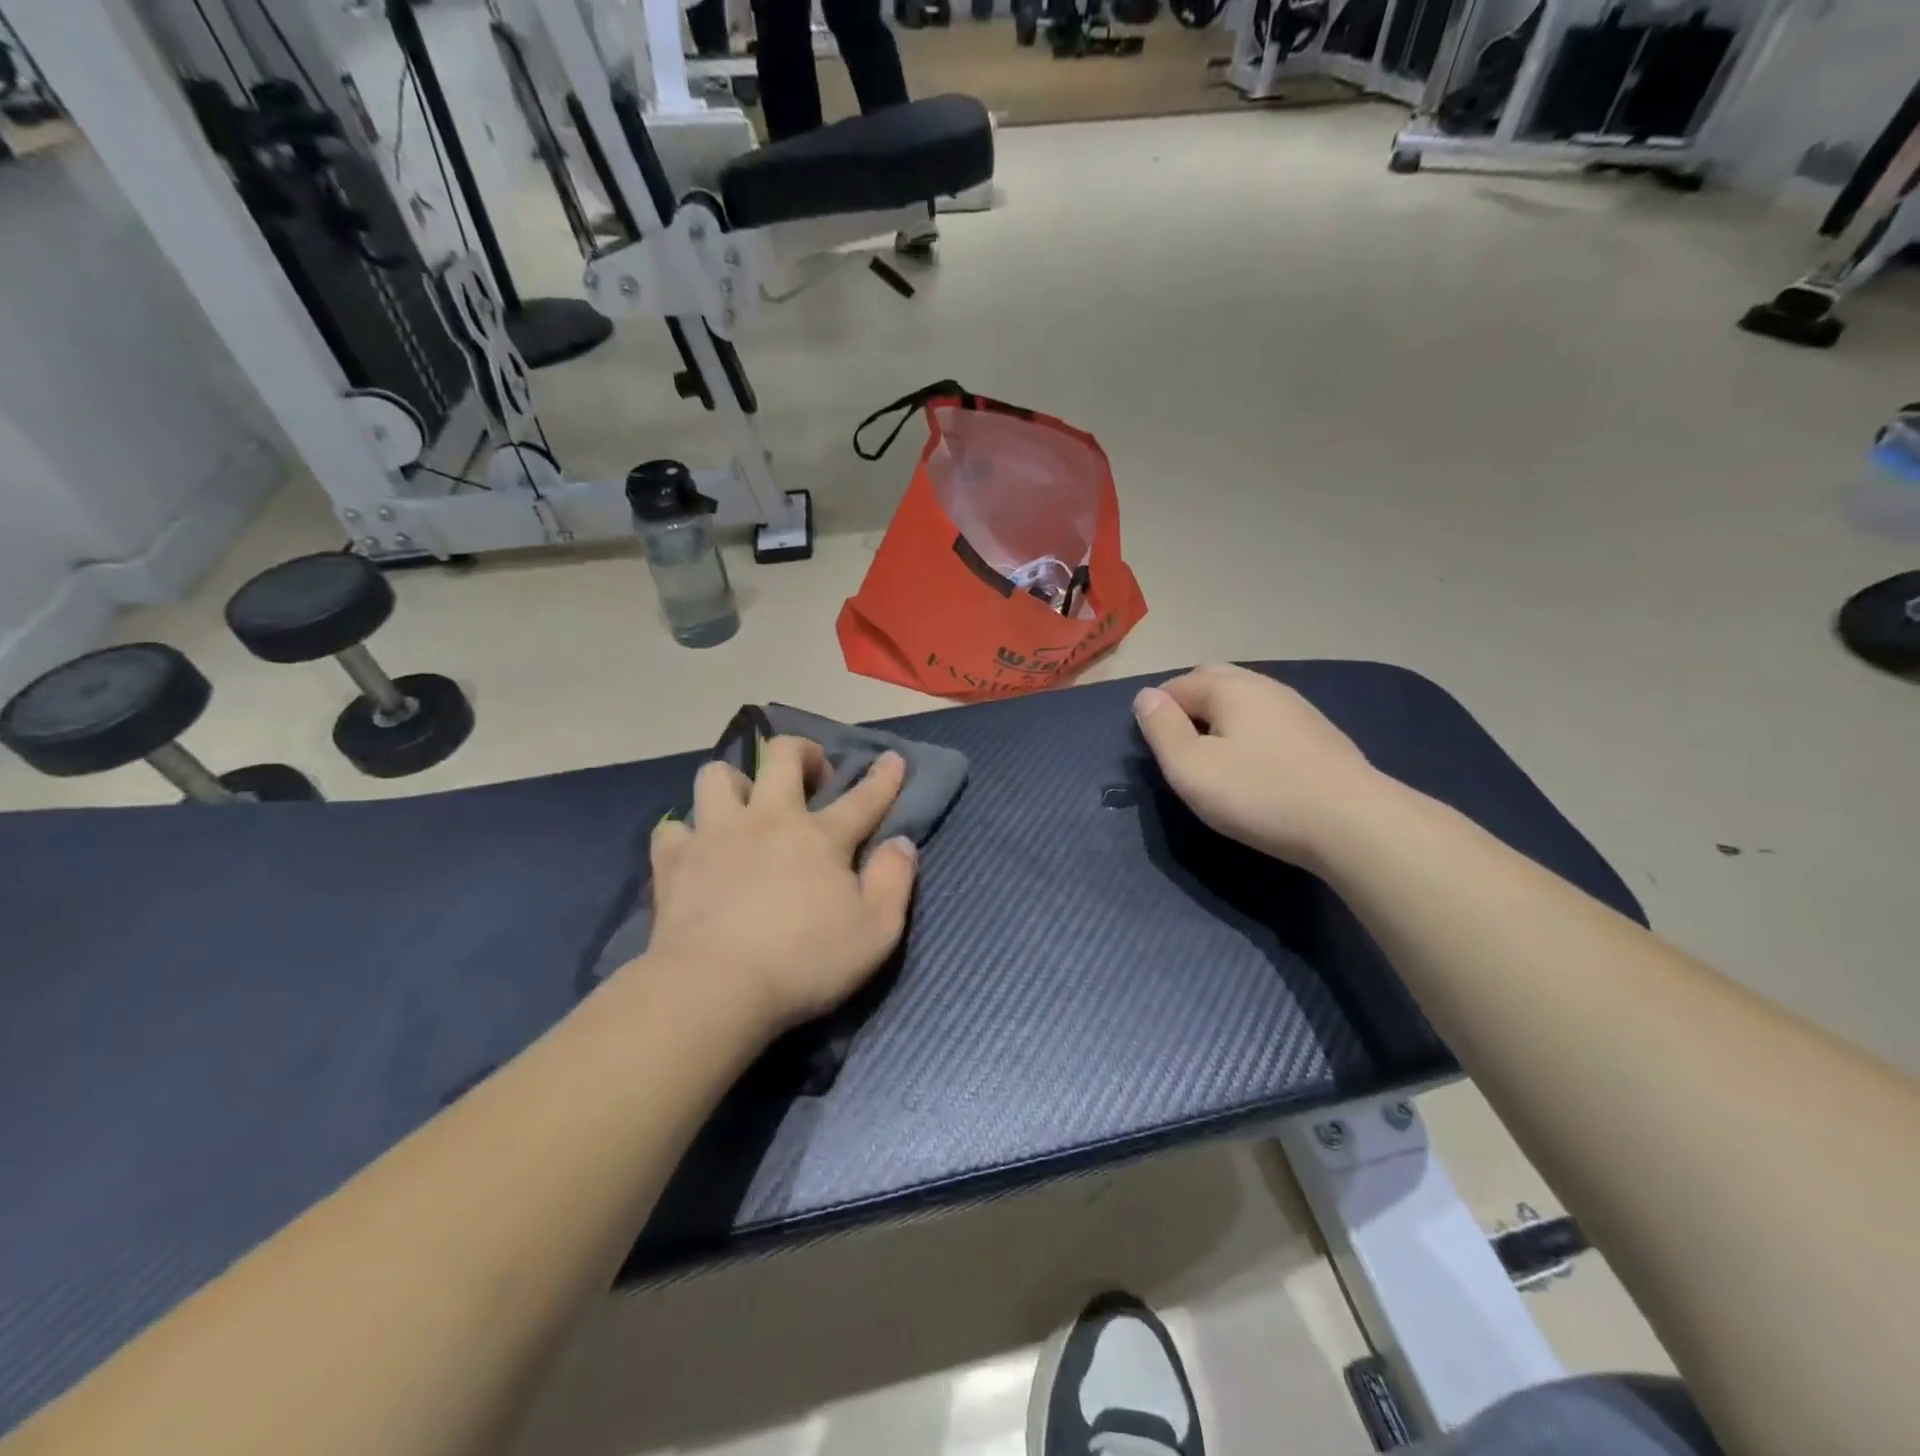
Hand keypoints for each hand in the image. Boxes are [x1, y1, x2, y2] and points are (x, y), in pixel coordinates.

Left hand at [640, 738, 918, 1035]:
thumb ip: (895, 881)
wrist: (713, 989)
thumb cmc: (804, 963)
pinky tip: (696, 850)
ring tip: (744, 806)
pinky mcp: (674, 862)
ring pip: (718, 776)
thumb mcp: (876, 931)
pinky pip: (673, 828)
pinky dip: (686, 834)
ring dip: (735, 782)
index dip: (882, 777)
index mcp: (820, 837)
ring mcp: (716, 835)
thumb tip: (902, 842)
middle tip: (810, 773)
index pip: (862, 798)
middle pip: (781, 758)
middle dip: (802, 752)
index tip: (892, 757)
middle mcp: (768, 821)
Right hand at [1132, 664, 1381, 868]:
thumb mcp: (1191, 768)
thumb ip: (1161, 729)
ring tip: (1213, 757)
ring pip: (1244, 700)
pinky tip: (1254, 766)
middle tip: (1178, 747)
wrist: (1353, 824)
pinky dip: (1249, 733)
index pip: (1177, 685)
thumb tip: (1145, 697)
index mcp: (1230, 687)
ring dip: (1220, 719)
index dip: (1156, 711)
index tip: (1153, 748)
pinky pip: (1269, 720)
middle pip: (1213, 682)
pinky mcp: (1319, 735)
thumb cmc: (1260, 794)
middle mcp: (1264, 686)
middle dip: (1188, 705)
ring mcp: (1297, 708)